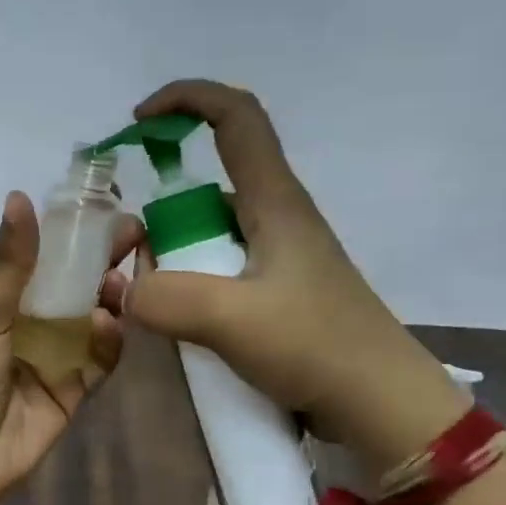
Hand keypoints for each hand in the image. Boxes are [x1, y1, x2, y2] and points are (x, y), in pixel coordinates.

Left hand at [0, 191, 140, 504]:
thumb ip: (8, 261)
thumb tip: (20, 195)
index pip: (43, 257)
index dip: (74, 236)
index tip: (108, 213)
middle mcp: (28, 324)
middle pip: (74, 286)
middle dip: (102, 263)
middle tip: (134, 242)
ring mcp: (52, 358)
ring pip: (92, 320)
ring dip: (109, 300)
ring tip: (119, 285)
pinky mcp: (72, 391)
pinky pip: (100, 360)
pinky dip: (108, 342)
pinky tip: (106, 327)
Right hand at [122, 78, 467, 470]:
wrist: (379, 404)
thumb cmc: (316, 346)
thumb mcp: (232, 319)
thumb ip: (166, 299)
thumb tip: (125, 290)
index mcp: (275, 201)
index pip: (236, 116)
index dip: (187, 99)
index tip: (140, 120)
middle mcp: (277, 220)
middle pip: (209, 186)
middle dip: (163, 214)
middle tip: (139, 263)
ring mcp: (279, 260)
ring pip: (209, 235)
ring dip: (174, 259)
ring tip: (158, 308)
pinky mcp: (277, 295)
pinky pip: (218, 274)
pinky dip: (191, 288)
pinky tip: (182, 327)